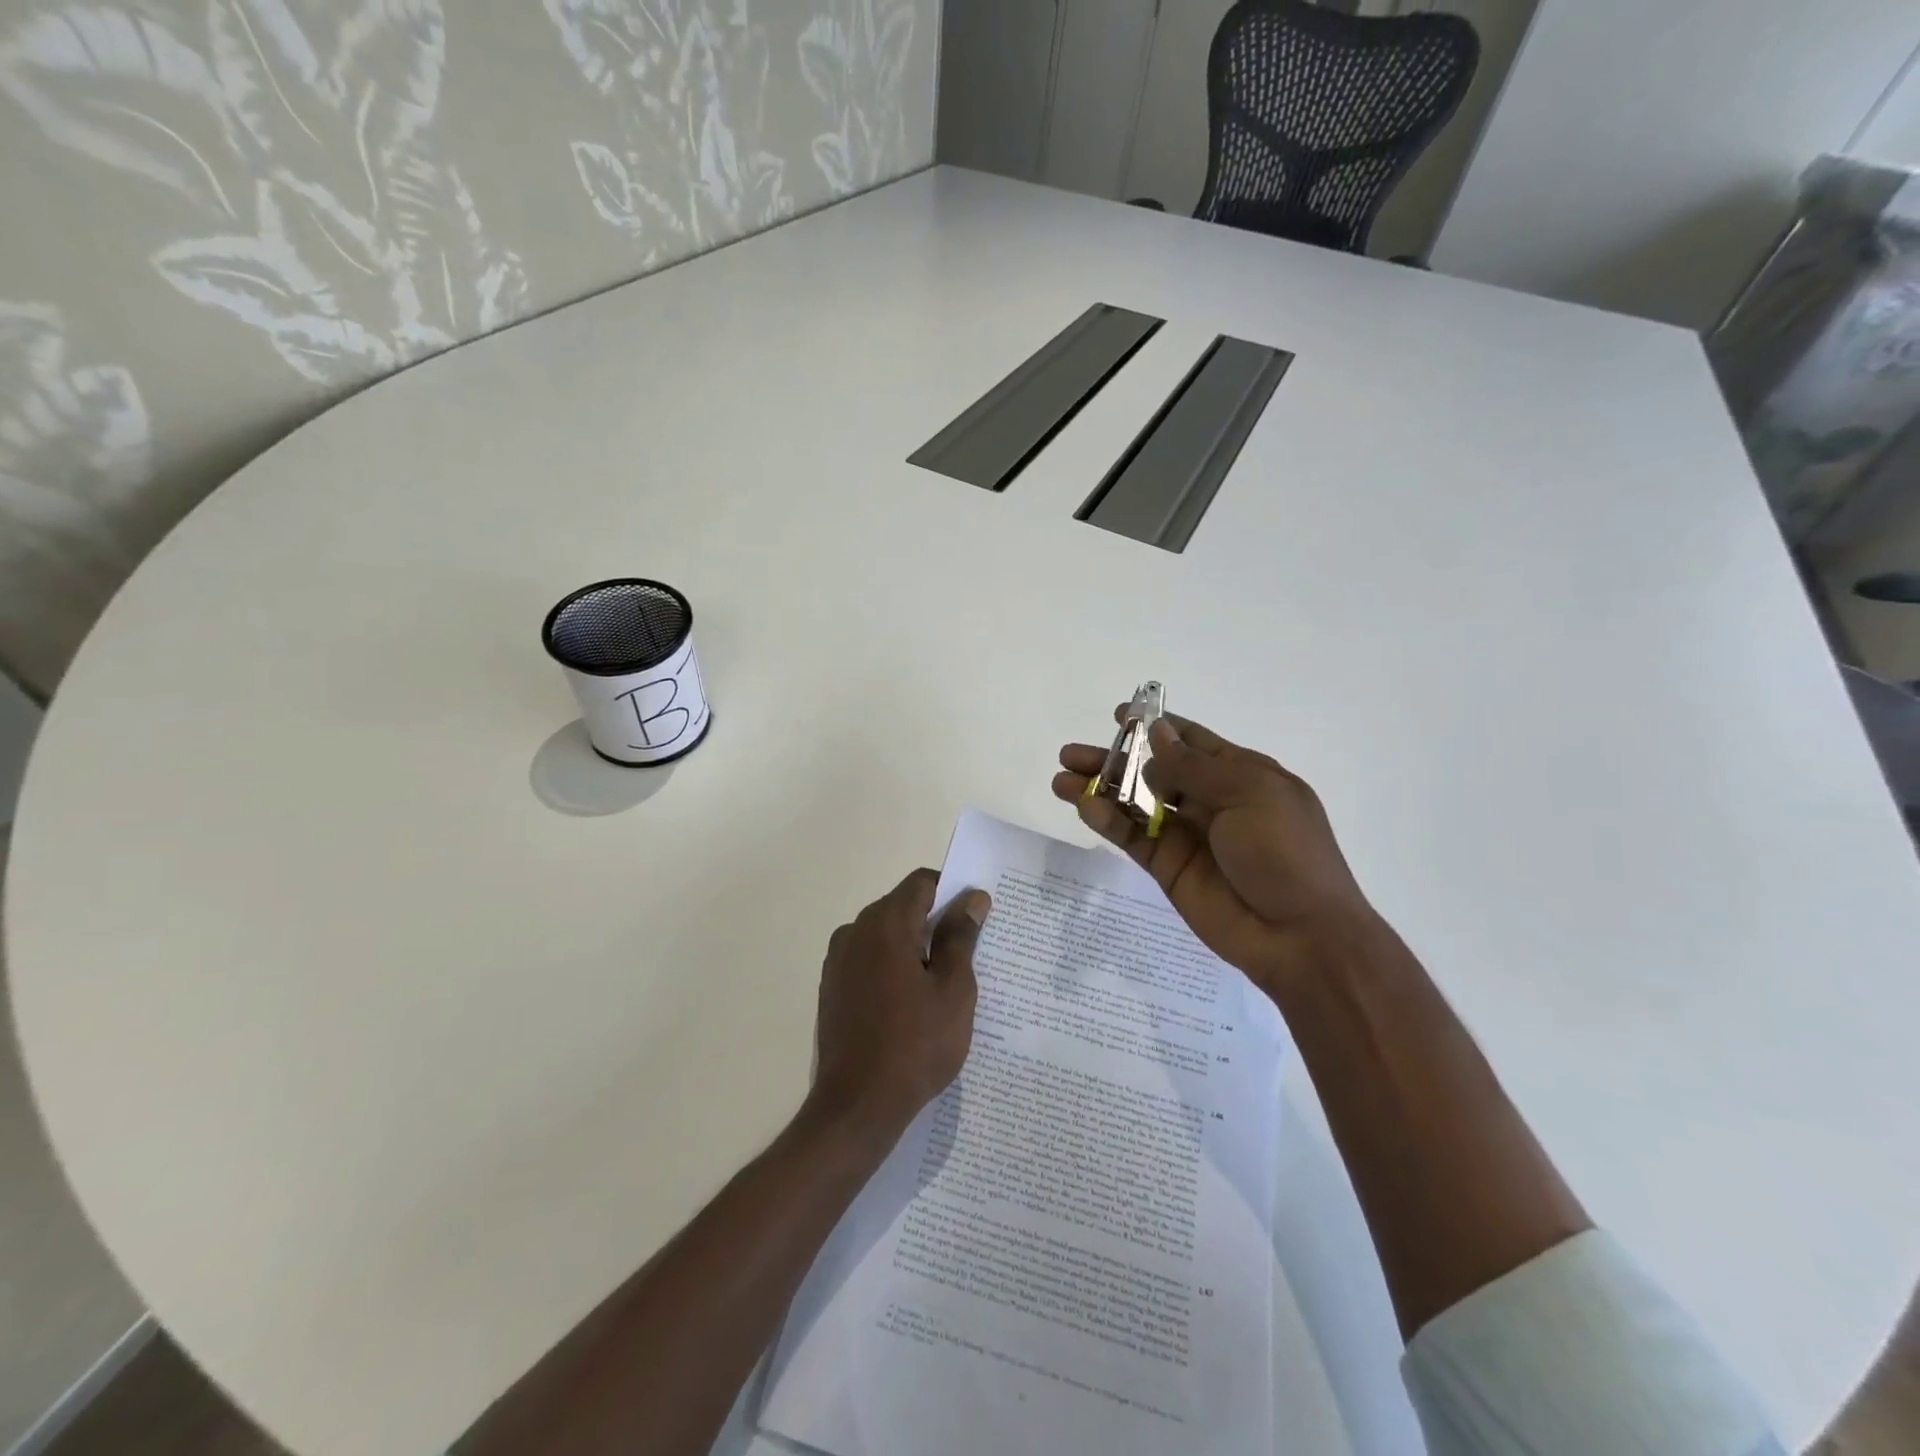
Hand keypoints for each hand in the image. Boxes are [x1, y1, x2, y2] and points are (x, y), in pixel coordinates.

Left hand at [807, 869, 989, 1143]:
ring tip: (944, 983)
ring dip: (914, 947)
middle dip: (935, 921)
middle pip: (902, 906)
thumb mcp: (953, 990)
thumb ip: (960, 937)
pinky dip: (893, 967)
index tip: (976, 916)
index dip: (952, 891)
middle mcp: (854, 932)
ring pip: (886, 935)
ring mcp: (838, 961)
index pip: (921, 883)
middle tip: (969, 953)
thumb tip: (972, 898)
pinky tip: (913, 1003)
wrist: (856, 1107)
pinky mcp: (832, 987)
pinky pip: (870, 960)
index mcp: (884, 924)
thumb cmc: (915, 1045)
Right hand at [1053, 709, 1375, 996]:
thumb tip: (1157, 738)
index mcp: (1240, 775)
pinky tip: (1084, 806)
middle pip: (1151, 770)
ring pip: (1133, 803)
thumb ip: (1195, 768)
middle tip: (1070, 753)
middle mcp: (1209, 800)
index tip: (1119, 714)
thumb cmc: (1285, 852)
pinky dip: (1107, 821)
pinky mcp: (1167, 866)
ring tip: (1060, 778)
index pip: (1191, 741)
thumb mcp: (1249, 794)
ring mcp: (1185, 835)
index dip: (1156, 726)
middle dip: (1114, 758)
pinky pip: (1131, 837)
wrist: (1299, 936)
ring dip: (1099, 788)